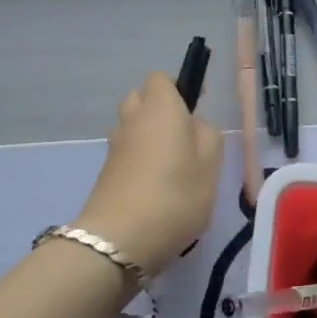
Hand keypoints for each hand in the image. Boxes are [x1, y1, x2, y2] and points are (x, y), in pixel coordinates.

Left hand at [74, 73, 223, 276]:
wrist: (121, 239)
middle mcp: (133, 118)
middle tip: (183, 139)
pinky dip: (139, 161)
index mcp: (160, 107)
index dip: (179, 90)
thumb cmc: (176, 195)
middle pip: (141, 99)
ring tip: (171, 166)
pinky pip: (126, 153)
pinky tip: (155, 187)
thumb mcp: (211, 165)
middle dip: (159, 111)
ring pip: (132, 127)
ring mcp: (115, 146)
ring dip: (148, 137)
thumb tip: (195, 125)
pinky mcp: (106, 172)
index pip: (161, 78)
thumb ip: (208, 136)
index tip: (195, 113)